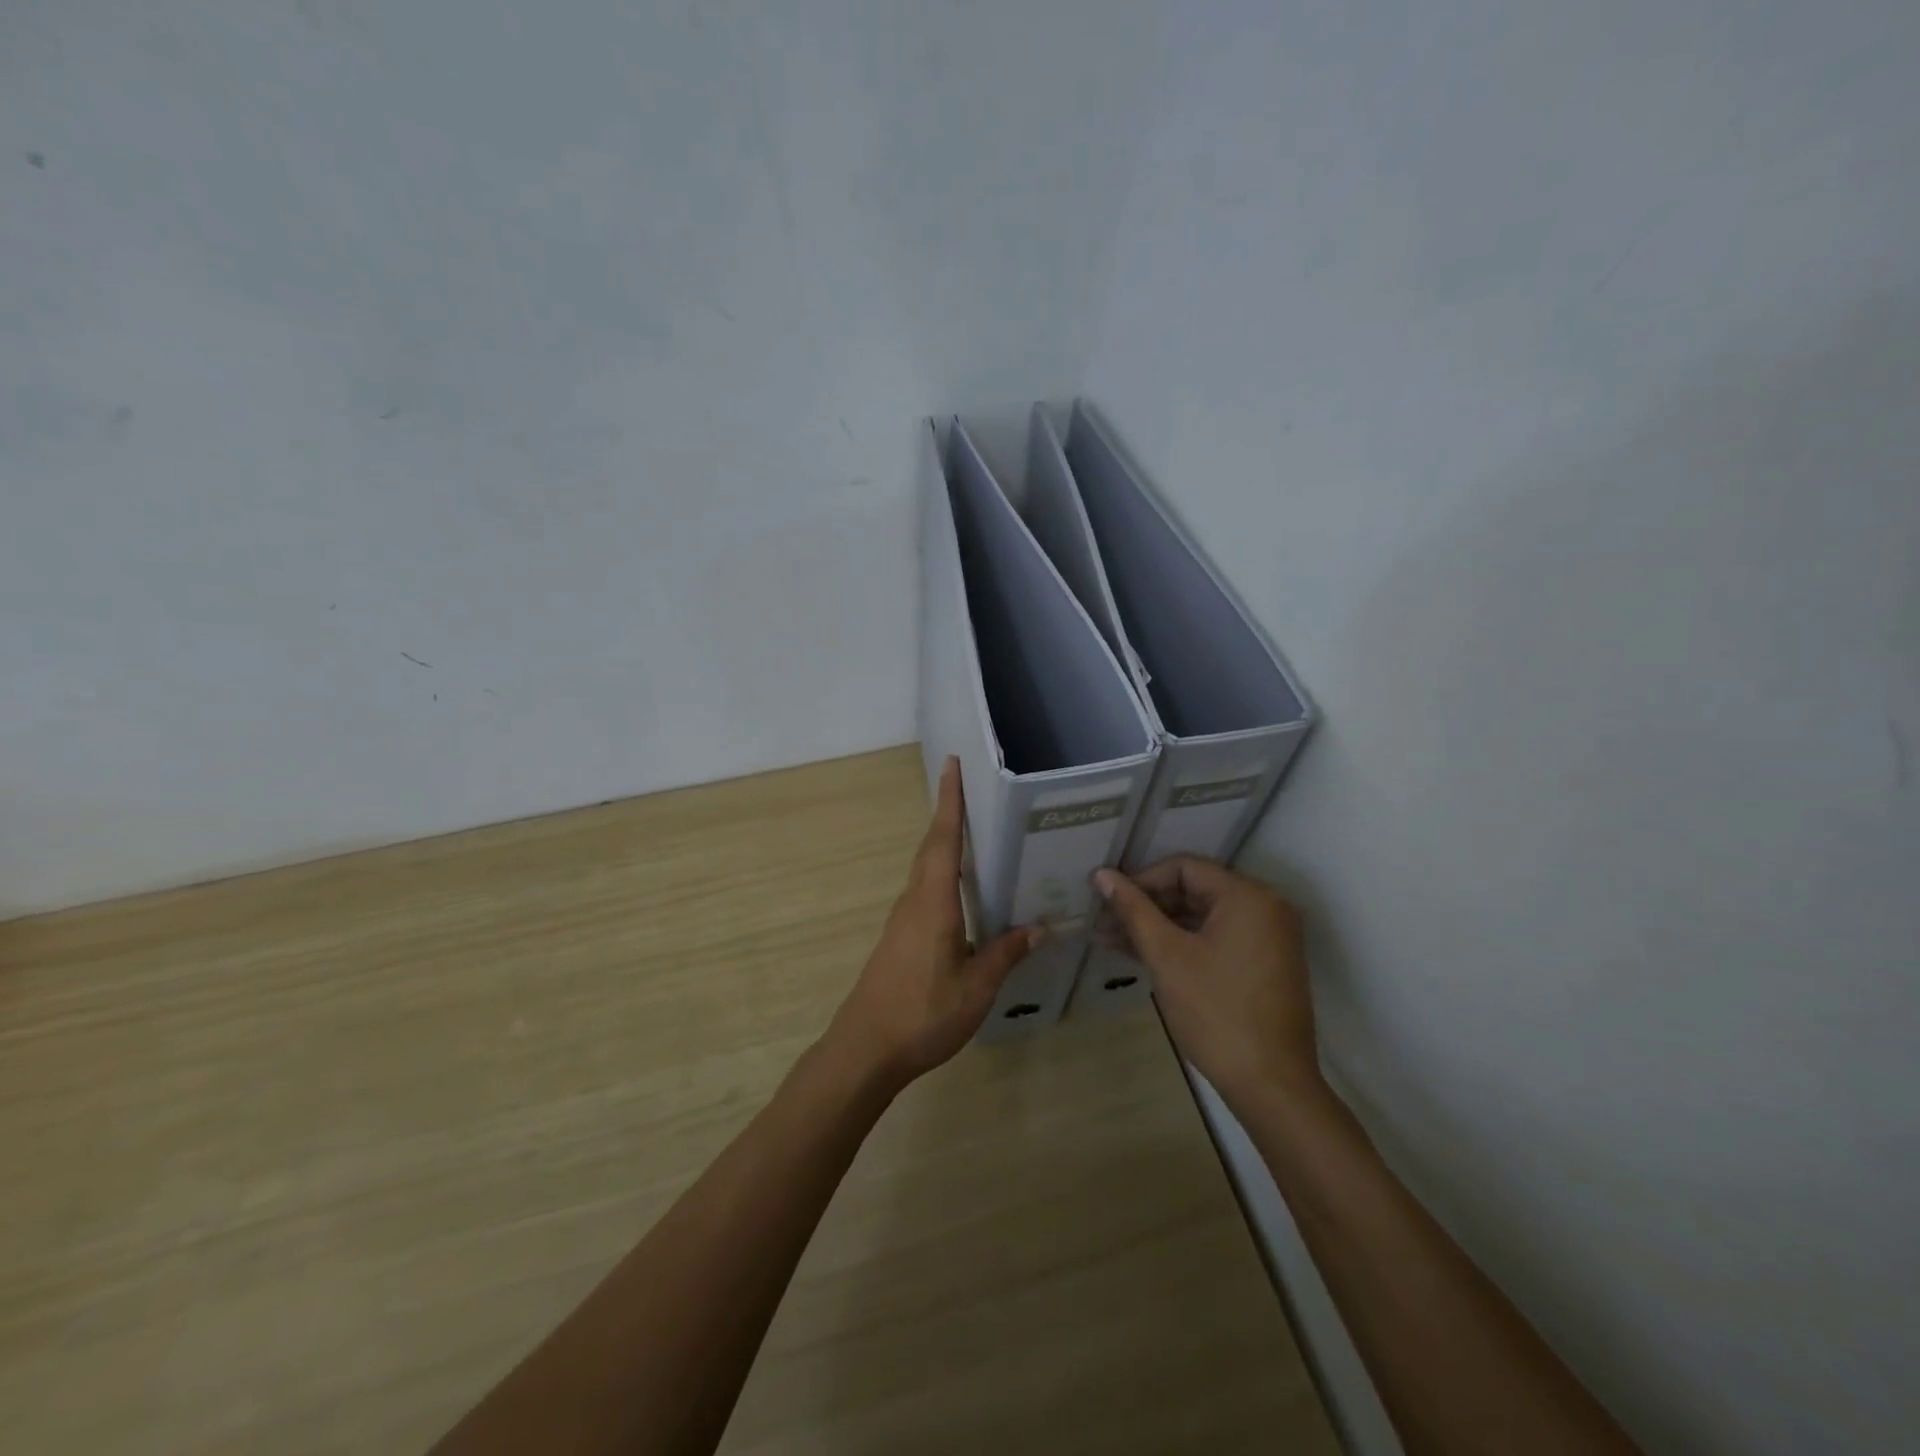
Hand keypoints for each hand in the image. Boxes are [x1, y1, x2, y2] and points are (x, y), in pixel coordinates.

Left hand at [827, 758, 1040, 1089]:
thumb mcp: (976, 988)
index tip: (952, 765)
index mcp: (933, 902)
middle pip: (931, 846)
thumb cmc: (923, 1013)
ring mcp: (904, 919)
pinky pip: (925, 889)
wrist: (866, 1049)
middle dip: (948, 812)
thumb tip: (1038, 926)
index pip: (943, 839)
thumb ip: (1006, 953)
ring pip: (926, 868)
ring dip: (944, 841)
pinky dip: (942, 871)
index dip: (949, 801)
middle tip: (969, 786)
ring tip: (974, 828)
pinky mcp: (901, 936)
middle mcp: (915, 900)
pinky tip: (962, 888)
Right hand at [1094, 857, 1318, 1106]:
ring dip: (1159, 927)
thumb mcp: (1167, 956)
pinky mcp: (1265, 965)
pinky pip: (1217, 939)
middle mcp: (1265, 908)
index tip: (1107, 901)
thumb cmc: (1216, 1012)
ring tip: (1112, 940)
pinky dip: (1183, 945)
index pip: (1184, 868)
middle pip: (1194, 891)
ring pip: (1202, 918)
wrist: (1271, 1086)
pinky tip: (1144, 955)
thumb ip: (1133, 910)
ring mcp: (1269, 938)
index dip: (1141, 880)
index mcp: (1248, 896)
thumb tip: (1102, 875)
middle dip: (1146, 906)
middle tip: (1104, 922)